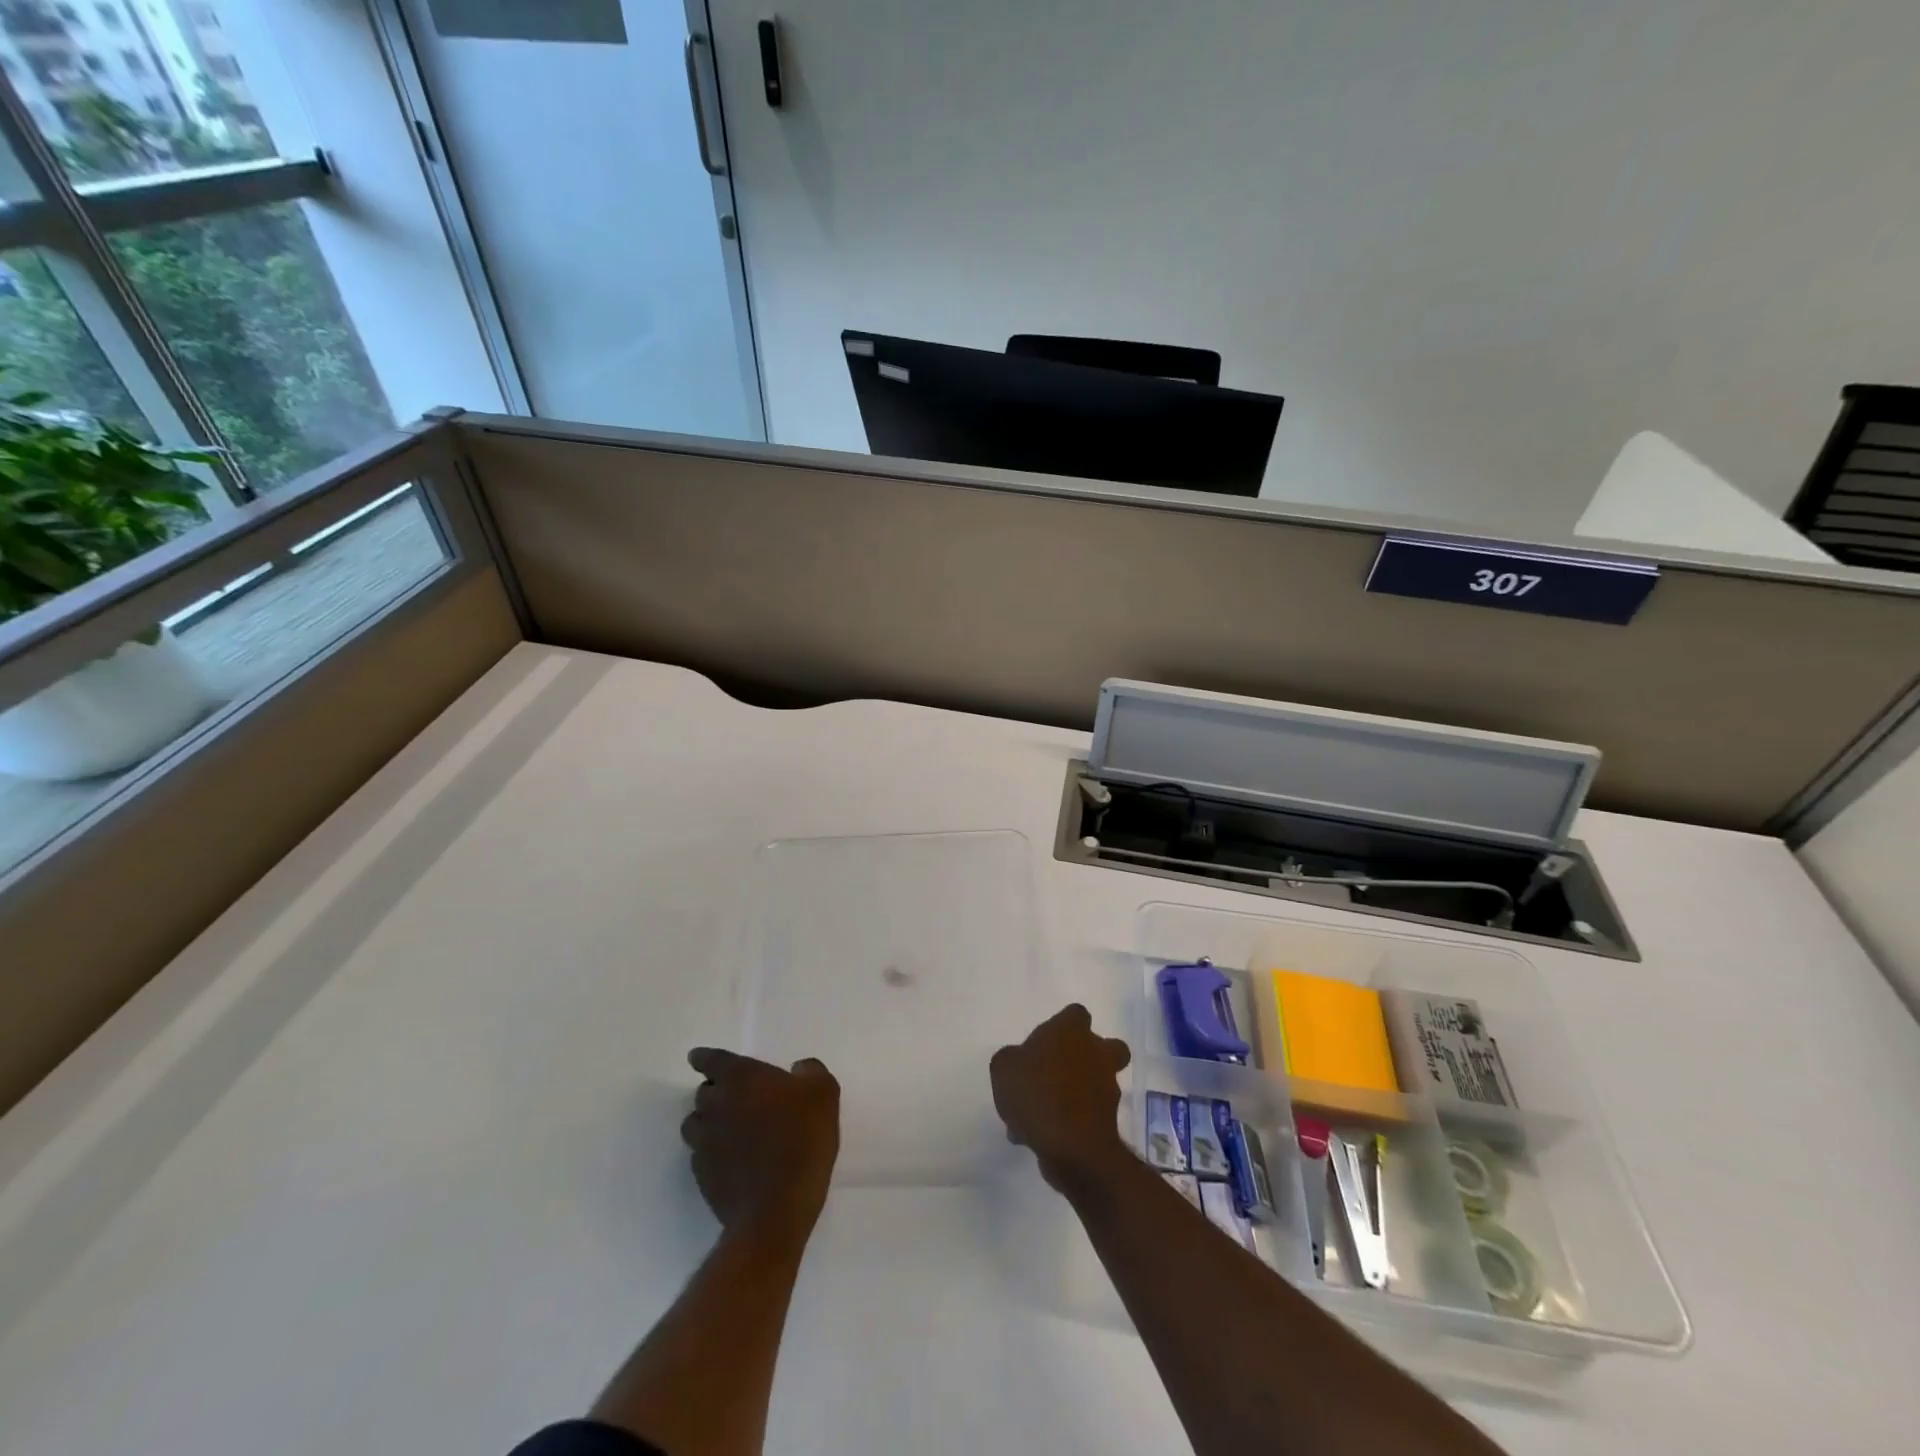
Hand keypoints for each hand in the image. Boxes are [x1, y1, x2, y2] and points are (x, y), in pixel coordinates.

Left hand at [682, 1049, 839, 1239]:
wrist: (778, 1207)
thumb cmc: (802, 1138)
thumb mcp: (824, 1093)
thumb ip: (810, 1072)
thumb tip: (798, 1069)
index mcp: (741, 1078)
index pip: (711, 1060)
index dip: (705, 1058)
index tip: (699, 1059)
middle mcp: (715, 1105)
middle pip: (703, 1092)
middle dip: (716, 1091)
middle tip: (737, 1098)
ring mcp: (704, 1143)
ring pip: (695, 1124)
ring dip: (708, 1122)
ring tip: (730, 1130)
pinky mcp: (702, 1176)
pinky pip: (700, 1155)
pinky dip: (711, 1152)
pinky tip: (732, 1161)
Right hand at [990, 1004, 1132, 1191]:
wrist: (1071, 1147)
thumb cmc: (1036, 1092)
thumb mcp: (1004, 1068)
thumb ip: (1012, 1059)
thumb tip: (1019, 1062)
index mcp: (1072, 1031)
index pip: (1076, 1014)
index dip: (1062, 1025)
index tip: (1045, 1042)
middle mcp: (1097, 1053)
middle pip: (1106, 1047)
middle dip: (1089, 1057)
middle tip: (1060, 1070)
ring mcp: (1107, 1088)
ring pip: (1096, 1084)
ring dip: (1075, 1094)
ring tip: (1039, 1115)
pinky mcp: (1109, 1121)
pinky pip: (1086, 1116)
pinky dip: (1070, 1123)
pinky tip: (1040, 1136)